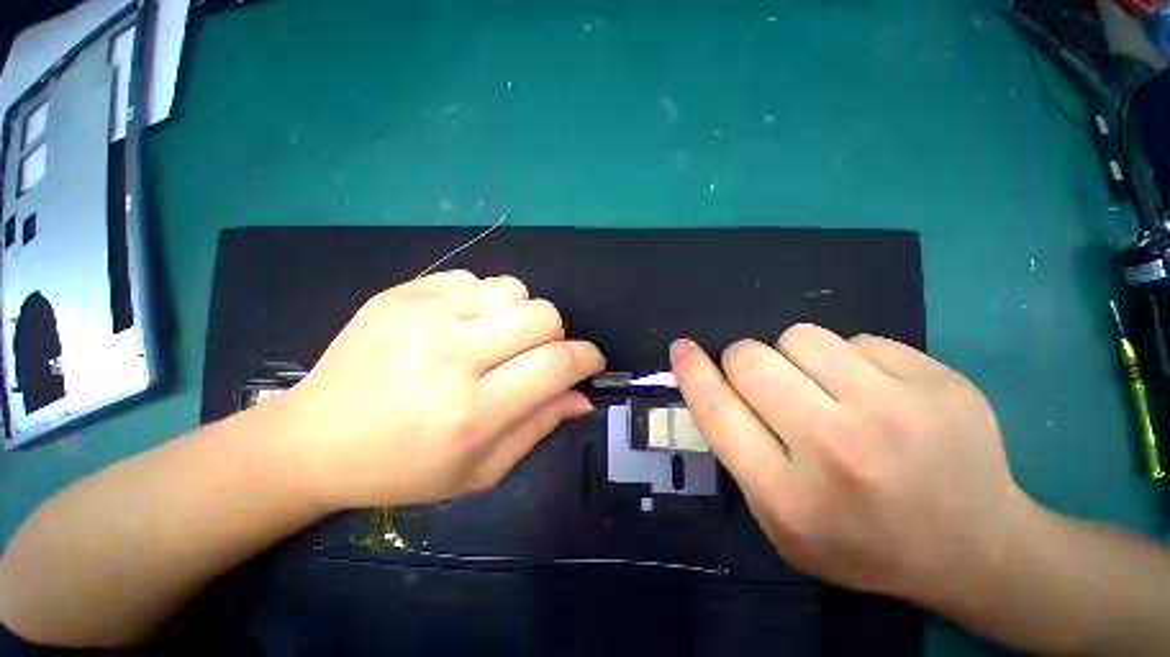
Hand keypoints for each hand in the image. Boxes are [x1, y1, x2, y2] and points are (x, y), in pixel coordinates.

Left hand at [273, 271, 604, 510]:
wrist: (312, 439)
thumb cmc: (402, 468)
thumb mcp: (480, 470)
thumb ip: (539, 426)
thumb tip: (581, 396)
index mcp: (470, 411)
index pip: (555, 365)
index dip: (586, 358)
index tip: (592, 361)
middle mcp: (450, 355)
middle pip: (542, 315)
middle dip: (556, 335)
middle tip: (538, 355)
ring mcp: (421, 315)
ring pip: (514, 289)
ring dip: (521, 314)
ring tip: (498, 338)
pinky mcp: (400, 293)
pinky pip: (473, 279)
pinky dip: (483, 301)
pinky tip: (462, 325)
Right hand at [671, 324, 1028, 605]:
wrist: (976, 548)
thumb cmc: (861, 541)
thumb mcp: (780, 520)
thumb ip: (738, 452)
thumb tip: (710, 382)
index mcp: (789, 495)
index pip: (717, 410)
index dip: (692, 372)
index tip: (681, 348)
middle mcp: (837, 449)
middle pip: (752, 359)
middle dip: (744, 361)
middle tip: (769, 382)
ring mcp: (896, 411)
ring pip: (800, 336)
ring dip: (796, 356)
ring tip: (827, 389)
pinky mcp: (939, 381)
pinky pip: (857, 338)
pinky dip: (851, 360)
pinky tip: (879, 395)